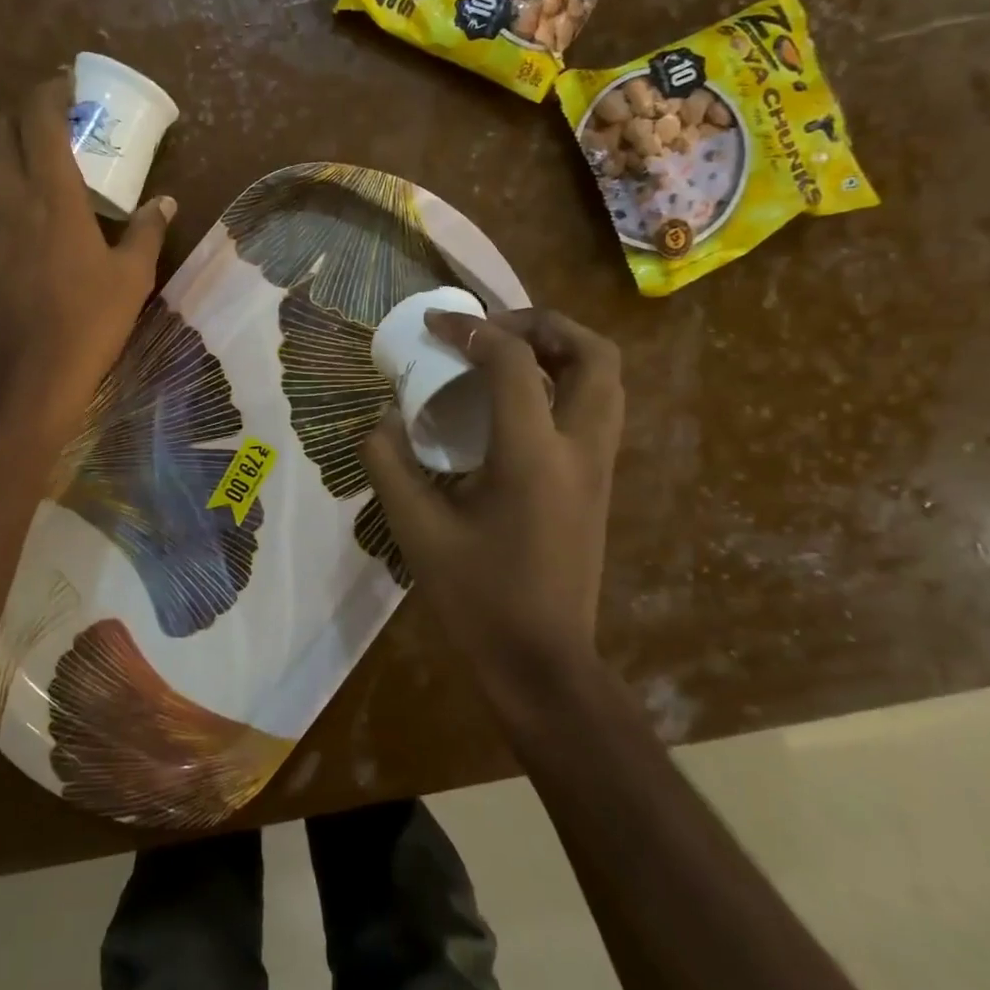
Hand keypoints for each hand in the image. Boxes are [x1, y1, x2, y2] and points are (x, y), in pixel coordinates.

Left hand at [0, 74, 173, 447]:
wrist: (25, 378)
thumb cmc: (88, 323)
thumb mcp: (132, 277)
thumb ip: (148, 231)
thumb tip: (165, 202)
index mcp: (51, 193)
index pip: (39, 116)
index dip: (50, 90)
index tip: (66, 86)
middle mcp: (2, 195)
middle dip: (18, 118)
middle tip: (43, 131)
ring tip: (13, 177)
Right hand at [361, 307, 623, 681]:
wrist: (543, 664)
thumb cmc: (478, 599)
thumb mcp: (417, 530)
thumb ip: (390, 465)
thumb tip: (382, 421)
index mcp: (533, 456)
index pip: (514, 362)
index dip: (472, 330)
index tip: (435, 326)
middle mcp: (580, 450)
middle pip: (593, 355)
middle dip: (544, 325)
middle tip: (494, 329)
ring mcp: (600, 468)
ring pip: (606, 380)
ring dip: (562, 350)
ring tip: (508, 354)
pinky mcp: (600, 485)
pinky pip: (596, 409)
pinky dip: (565, 383)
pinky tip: (517, 404)